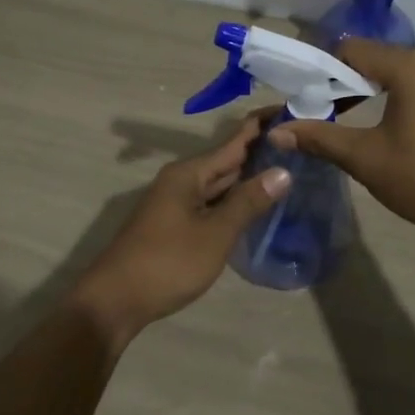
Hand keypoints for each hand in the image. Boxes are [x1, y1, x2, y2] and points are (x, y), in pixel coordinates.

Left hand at [70, 115, 290, 342]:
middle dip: (259, 153)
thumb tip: (283, 171)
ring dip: (248, 179)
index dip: (261, 127)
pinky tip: (254, 207)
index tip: (290, 112)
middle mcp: (181, 181)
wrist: (115, 301)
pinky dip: (233, 201)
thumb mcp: (215, 233)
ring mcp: (176, 204)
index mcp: (189, 174)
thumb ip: (248, 202)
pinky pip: (211, 203)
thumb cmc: (168, 263)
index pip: (233, 142)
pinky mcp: (175, 225)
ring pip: (219, 184)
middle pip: (226, 161)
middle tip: (299, 145)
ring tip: (287, 170)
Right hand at [268, 39, 414, 244]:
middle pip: (376, 59)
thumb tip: (275, 131)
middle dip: (345, 83)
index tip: (305, 98)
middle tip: (322, 113)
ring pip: (400, 75)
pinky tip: (392, 131)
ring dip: (372, 92)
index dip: (322, 71)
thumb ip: (319, 138)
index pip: (351, 50)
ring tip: (352, 122)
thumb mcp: (365, 159)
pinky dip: (399, 100)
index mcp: (409, 67)